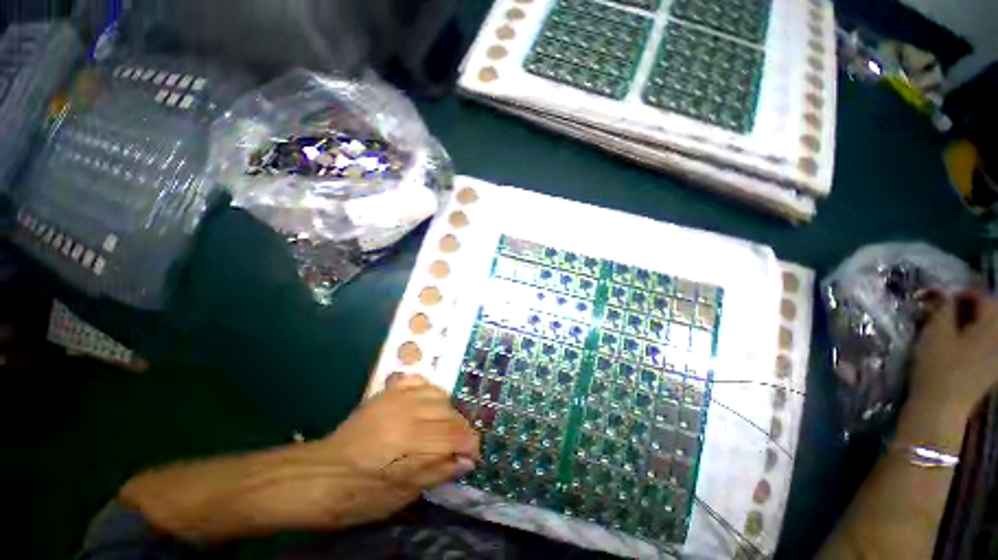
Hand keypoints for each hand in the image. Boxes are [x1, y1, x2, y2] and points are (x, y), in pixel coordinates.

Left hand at [311, 373, 480, 524]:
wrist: (321, 475)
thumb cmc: (361, 495)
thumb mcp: (402, 495)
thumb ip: (438, 472)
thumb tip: (467, 460)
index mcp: (410, 444)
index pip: (455, 435)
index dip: (470, 444)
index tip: (473, 454)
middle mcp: (407, 414)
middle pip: (450, 413)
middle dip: (462, 429)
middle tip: (460, 444)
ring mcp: (396, 399)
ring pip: (438, 394)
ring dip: (448, 410)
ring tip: (445, 425)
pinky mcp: (387, 393)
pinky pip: (418, 381)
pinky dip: (429, 390)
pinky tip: (429, 403)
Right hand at [910, 291, 997, 418]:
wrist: (942, 406)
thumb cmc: (938, 366)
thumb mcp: (935, 332)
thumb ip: (942, 309)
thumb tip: (944, 295)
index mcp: (992, 325)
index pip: (983, 298)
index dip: (963, 294)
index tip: (941, 298)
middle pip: (990, 314)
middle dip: (970, 309)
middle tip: (945, 312)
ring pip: (989, 331)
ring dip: (972, 324)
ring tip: (950, 328)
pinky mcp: (992, 370)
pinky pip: (988, 346)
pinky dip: (975, 340)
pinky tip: (959, 346)